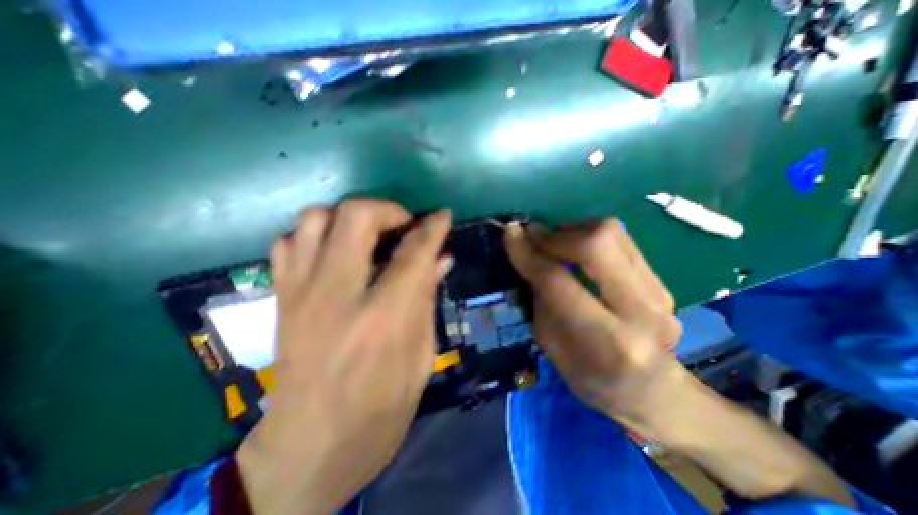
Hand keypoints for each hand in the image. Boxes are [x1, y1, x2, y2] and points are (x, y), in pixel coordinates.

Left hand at [236, 198, 450, 514]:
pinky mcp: (281, 297)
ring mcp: (300, 292)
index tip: (443, 216)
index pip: (413, 252)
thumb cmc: (380, 410)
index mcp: (382, 318)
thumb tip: (441, 259)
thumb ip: (427, 299)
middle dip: (388, 210)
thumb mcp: (421, 357)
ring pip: (316, 218)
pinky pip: (291, 240)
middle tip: (404, 226)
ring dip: (350, 217)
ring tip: (370, 236)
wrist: (309, 449)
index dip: (433, 228)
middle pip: (356, 217)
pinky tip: (337, 253)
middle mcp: (336, 295)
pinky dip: (317, 234)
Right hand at [501, 220, 687, 429]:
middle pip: (597, 244)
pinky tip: (576, 251)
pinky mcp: (664, 282)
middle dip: (556, 234)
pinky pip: (620, 241)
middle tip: (534, 236)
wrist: (655, 393)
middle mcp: (641, 312)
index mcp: (606, 342)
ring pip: (612, 234)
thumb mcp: (552, 347)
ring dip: (573, 231)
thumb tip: (530, 255)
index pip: (558, 281)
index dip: (529, 253)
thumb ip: (542, 299)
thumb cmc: (592, 379)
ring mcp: (659, 293)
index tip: (511, 233)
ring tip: (553, 244)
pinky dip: (590, 238)